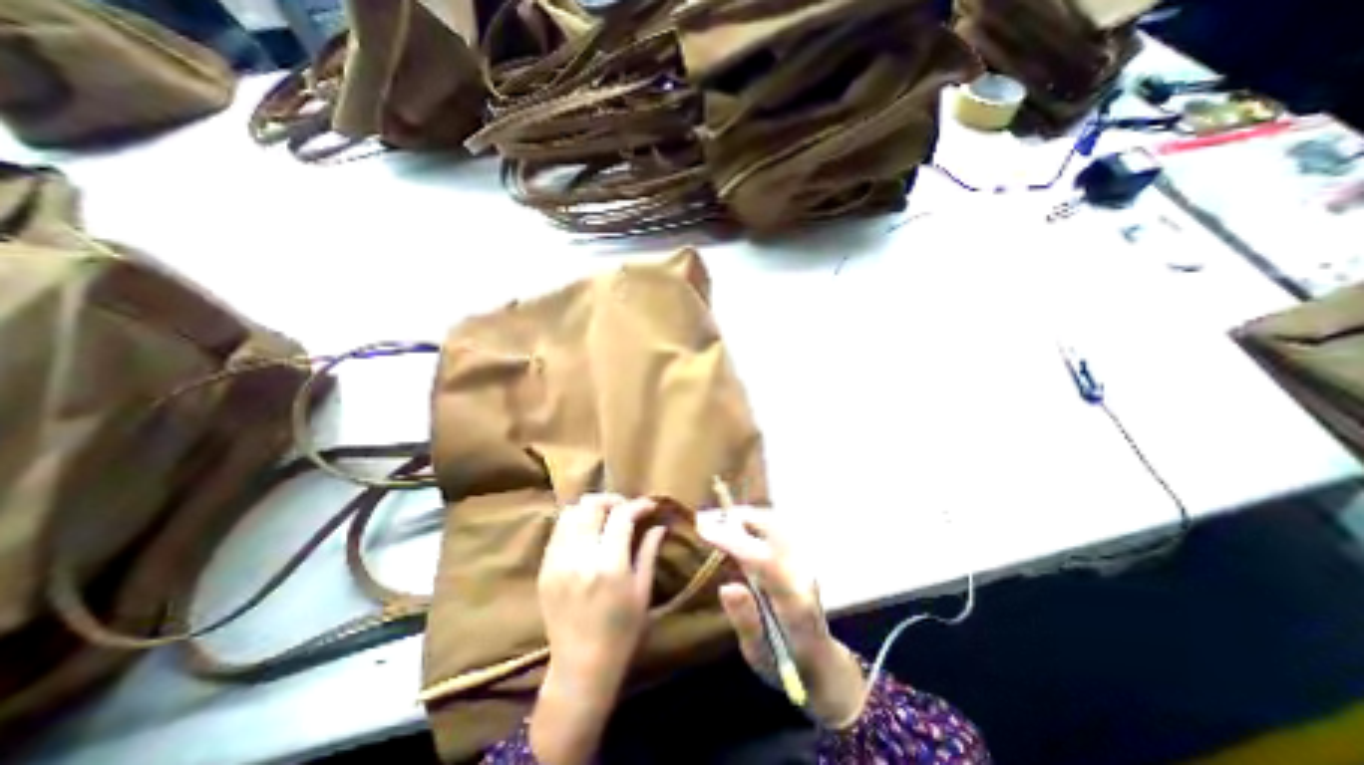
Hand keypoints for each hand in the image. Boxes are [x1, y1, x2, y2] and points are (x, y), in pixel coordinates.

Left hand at [527, 493, 667, 761]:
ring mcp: (558, 562)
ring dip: (592, 508)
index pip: (621, 515)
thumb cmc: (622, 632)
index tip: (649, 505)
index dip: (638, 505)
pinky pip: (558, 530)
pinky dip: (576, 521)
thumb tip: (659, 524)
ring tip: (606, 516)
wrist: (581, 667)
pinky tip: (588, 531)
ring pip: (572, 512)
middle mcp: (580, 558)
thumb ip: (649, 551)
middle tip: (626, 509)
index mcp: (609, 566)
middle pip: (592, 506)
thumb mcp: (643, 591)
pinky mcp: (545, 568)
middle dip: (613, 500)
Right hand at [696, 509, 867, 728]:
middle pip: (775, 531)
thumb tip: (726, 586)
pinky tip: (737, 526)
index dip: (732, 540)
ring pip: (777, 525)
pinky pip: (778, 530)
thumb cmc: (787, 667)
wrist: (824, 665)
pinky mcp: (801, 560)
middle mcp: (803, 575)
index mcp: (794, 602)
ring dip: (746, 517)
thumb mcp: (760, 657)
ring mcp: (805, 564)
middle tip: (708, 519)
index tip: (704, 529)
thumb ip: (746, 622)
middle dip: (740, 518)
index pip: (762, 559)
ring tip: (717, 520)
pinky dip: (755, 522)